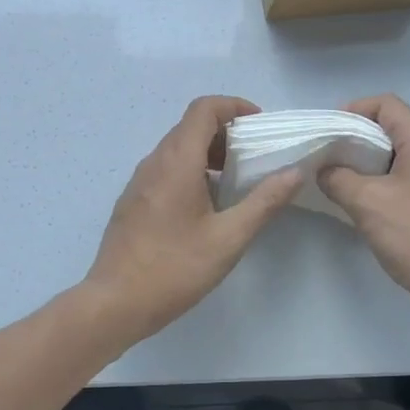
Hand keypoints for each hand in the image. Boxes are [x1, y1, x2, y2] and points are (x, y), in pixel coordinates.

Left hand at [83, 96, 301, 343]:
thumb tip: (295, 173)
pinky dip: (191, 170)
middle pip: (191, 126)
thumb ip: (264, 202)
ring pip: (177, 149)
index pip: (204, 109)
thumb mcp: (228, 238)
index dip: (234, 107)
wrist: (114, 303)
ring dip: (209, 153)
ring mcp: (139, 181)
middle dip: (226, 132)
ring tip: (236, 182)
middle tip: (255, 157)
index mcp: (177, 162)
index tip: (260, 126)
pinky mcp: (133, 200)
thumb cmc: (174, 268)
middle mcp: (154, 162)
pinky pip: (166, 169)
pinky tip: (207, 206)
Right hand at [319, 94, 409, 328]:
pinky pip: (396, 179)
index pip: (386, 104)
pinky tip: (352, 201)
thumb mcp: (368, 202)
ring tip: (331, 178)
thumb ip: (338, 178)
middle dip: (352, 137)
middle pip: (387, 127)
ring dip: (360, 163)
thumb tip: (323, 170)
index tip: (327, 132)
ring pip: (390, 156)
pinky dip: (372, 182)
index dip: (354, 110)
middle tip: (323, 155)